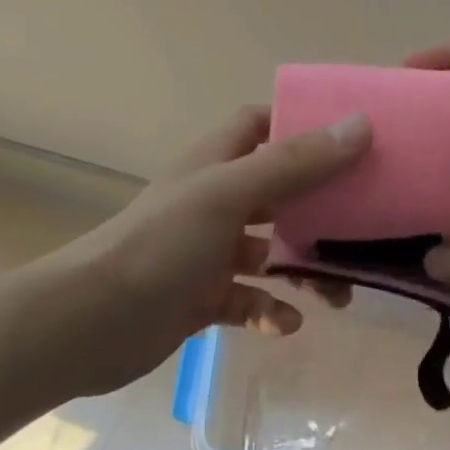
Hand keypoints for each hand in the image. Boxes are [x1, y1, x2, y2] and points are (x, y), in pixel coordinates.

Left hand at [32, 105, 371, 394]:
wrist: (89, 323)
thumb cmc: (162, 244)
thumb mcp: (230, 194)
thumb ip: (294, 163)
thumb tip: (359, 125)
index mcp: (217, 162)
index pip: (261, 124)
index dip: (300, 124)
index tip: (347, 138)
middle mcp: (215, 199)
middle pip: (279, 190)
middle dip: (318, 209)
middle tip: (360, 228)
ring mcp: (207, 251)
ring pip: (270, 251)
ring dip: (303, 268)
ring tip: (338, 294)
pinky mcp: (201, 297)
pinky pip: (249, 298)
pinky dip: (270, 309)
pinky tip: (284, 325)